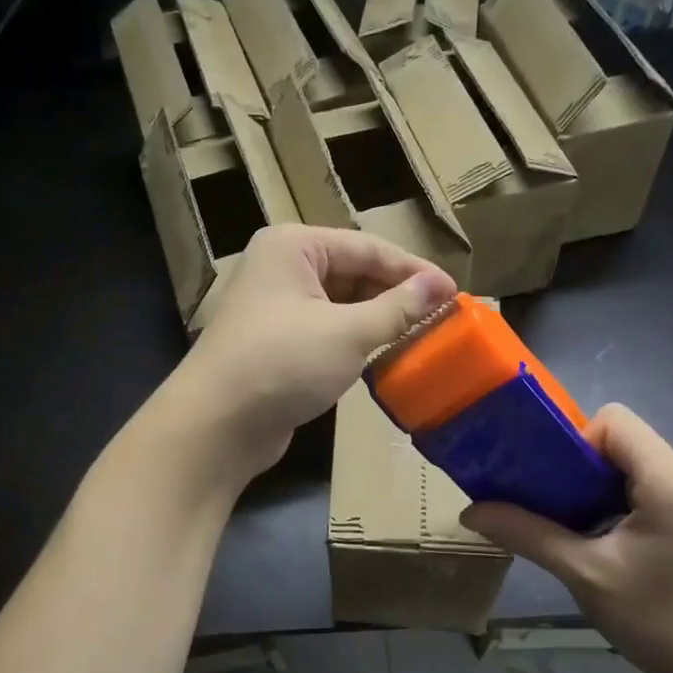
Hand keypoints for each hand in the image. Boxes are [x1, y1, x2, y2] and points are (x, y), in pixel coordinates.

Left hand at [162, 225, 454, 479]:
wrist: (216, 426)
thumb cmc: (282, 364)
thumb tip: (440, 284)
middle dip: (396, 296)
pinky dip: (355, 341)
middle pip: (353, 273)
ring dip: (378, 320)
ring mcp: (276, 308)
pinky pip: (326, 331)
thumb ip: (398, 308)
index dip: (414, 270)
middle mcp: (282, 268)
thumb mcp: (348, 333)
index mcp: (294, 247)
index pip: (368, 248)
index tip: (456, 293)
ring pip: (340, 305)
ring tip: (422, 337)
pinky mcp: (276, 344)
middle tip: (442, 318)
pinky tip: (385, 357)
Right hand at [461, 406, 672, 672]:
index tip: (554, 489)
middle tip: (557, 516)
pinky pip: (654, 482)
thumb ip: (527, 533)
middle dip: (581, 471)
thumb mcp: (585, 575)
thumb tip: (470, 512)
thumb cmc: (660, 623)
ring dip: (601, 489)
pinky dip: (624, 500)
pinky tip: (613, 542)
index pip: (612, 422)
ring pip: (635, 463)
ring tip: (582, 534)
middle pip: (622, 441)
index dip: (573, 444)